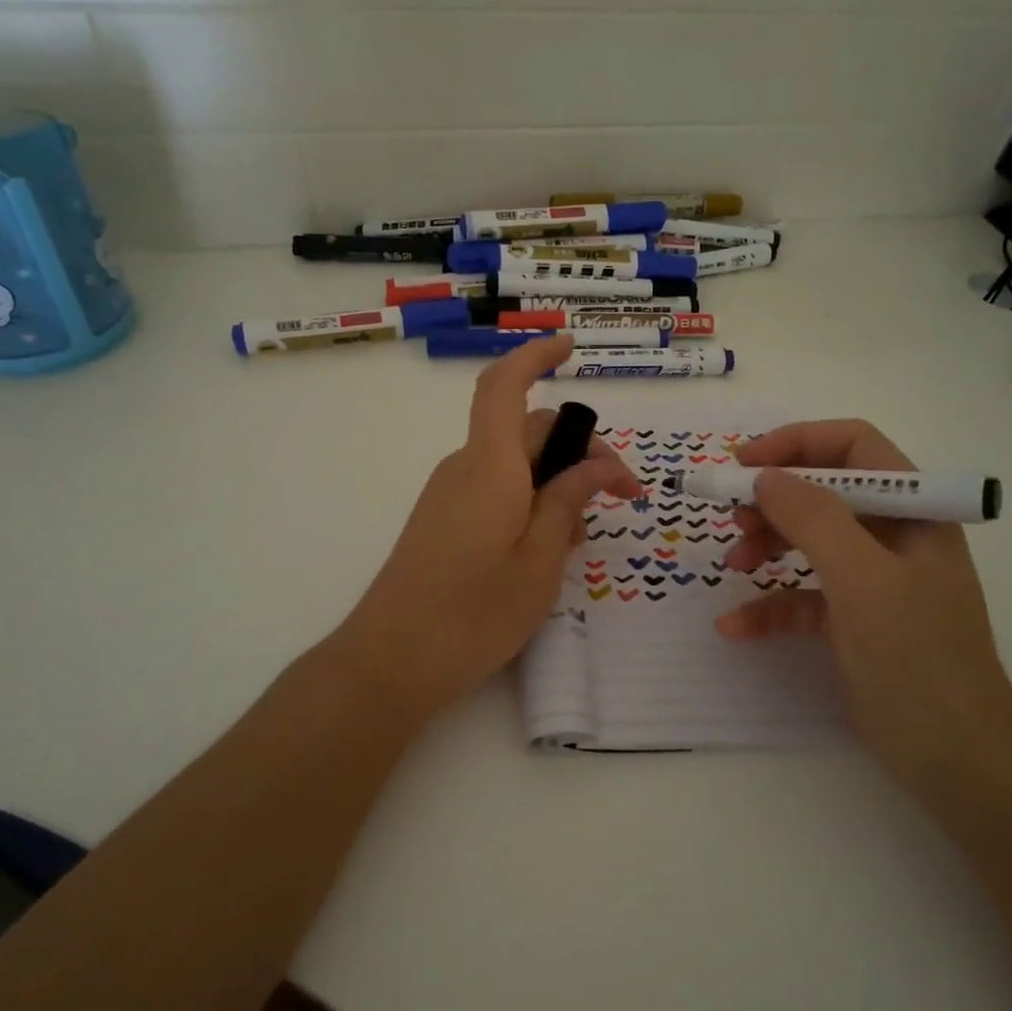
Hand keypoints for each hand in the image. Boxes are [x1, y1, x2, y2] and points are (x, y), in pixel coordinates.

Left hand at [334, 334, 641, 718]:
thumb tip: (596, 467)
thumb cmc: (472, 614)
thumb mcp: (539, 563)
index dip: (536, 356)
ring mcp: (450, 494)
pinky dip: (531, 500)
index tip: (572, 348)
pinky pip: (496, 489)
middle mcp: (466, 468)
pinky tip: (549, 547)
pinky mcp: (443, 520)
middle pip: (527, 430)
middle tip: (622, 495)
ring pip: (515, 463)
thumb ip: (567, 505)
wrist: (390, 662)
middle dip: (580, 449)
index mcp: (490, 466)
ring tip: (585, 535)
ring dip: (557, 480)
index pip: (505, 386)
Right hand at [715, 420, 1011, 801]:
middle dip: (773, 499)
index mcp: (912, 510)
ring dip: (765, 546)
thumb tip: (764, 476)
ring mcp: (873, 580)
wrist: (956, 759)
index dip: (796, 443)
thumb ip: (813, 518)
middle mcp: (894, 535)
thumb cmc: (916, 656)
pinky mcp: (853, 622)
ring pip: (808, 541)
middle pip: (823, 491)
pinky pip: (802, 597)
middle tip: (732, 515)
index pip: (853, 446)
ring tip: (732, 565)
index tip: (742, 462)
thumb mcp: (862, 579)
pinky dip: (769, 606)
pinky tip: (735, 626)